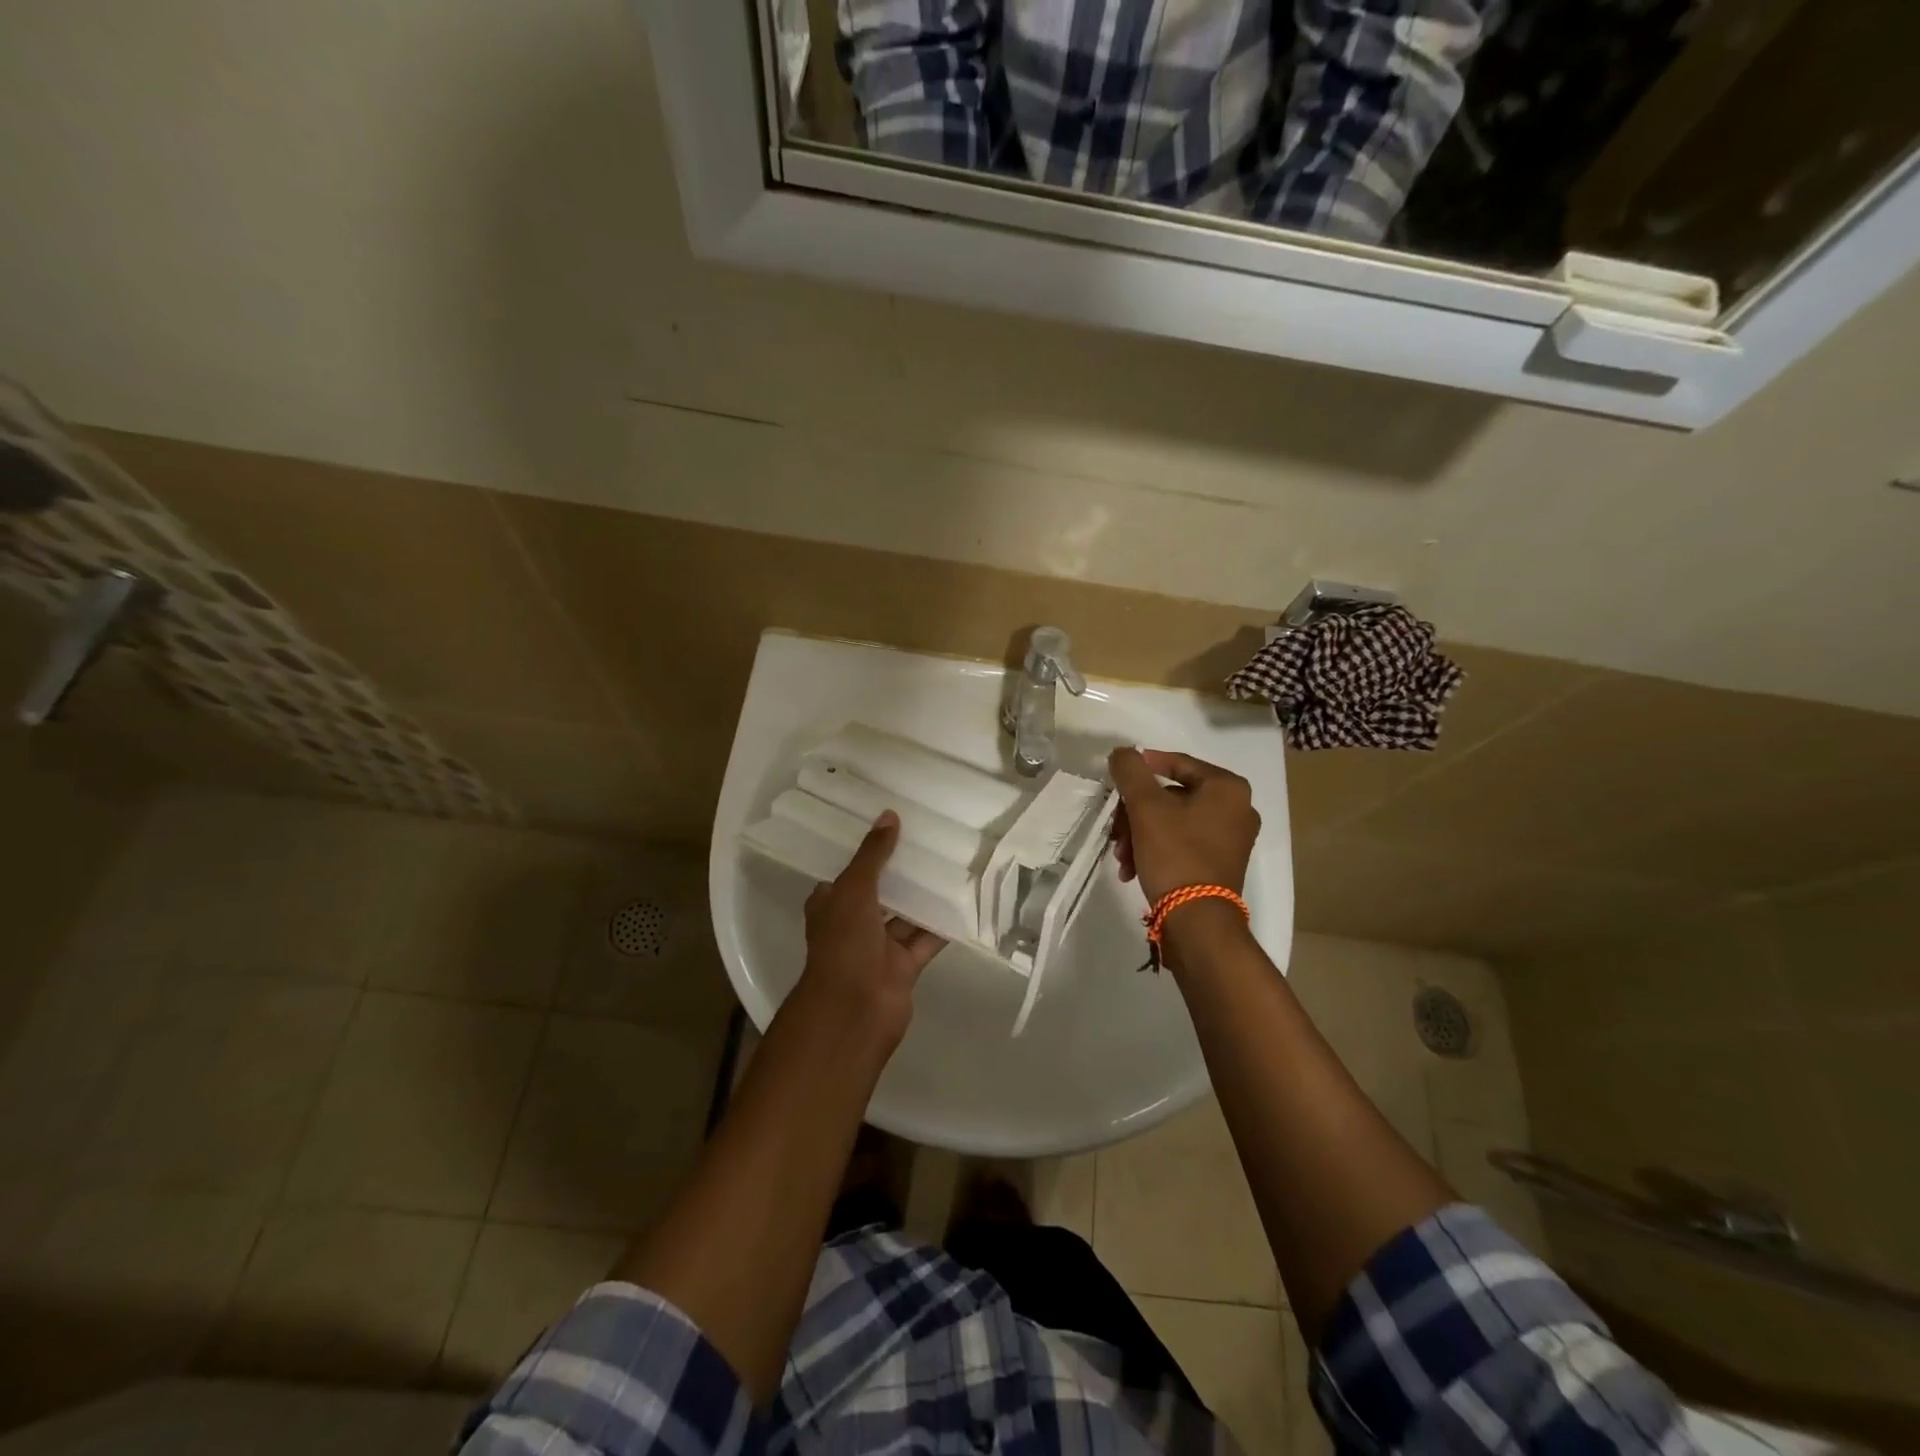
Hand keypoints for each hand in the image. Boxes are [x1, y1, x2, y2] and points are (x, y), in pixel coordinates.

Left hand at [800, 811, 945, 1045]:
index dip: (865, 854)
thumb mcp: (854, 889)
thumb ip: (873, 854)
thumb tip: (889, 815)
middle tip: (929, 842)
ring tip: (952, 865)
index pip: (847, 874)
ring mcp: (879, 947)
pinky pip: (925, 939)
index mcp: (832, 906)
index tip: (890, 831)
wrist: (854, 1009)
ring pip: (905, 916)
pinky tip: (964, 902)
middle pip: (880, 893)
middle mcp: (853, 925)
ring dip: (924, 897)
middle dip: (900, 874)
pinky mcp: (904, 966)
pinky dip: (941, 925)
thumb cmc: (844, 944)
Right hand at [1107, 748, 1259, 905]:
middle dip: (1136, 813)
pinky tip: (1133, 869)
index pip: (1177, 763)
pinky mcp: (1222, 864)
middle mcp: (1238, 809)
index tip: (1117, 777)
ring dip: (1140, 835)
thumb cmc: (1175, 853)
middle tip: (1116, 830)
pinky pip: (1183, 843)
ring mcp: (1232, 839)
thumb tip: (1123, 753)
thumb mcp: (1146, 806)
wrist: (1197, 919)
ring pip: (1173, 822)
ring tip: (1122, 857)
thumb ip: (1131, 771)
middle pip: (1171, 796)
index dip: (1143, 767)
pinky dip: (1156, 850)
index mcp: (1227, 788)